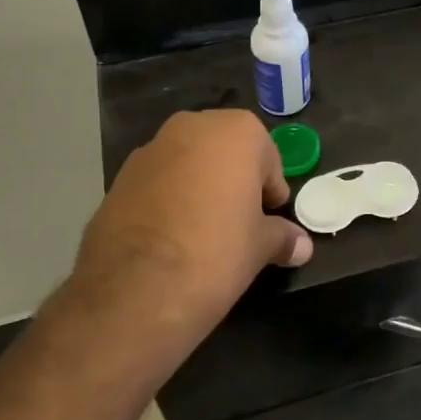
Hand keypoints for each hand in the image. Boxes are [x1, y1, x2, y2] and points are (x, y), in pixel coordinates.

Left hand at [68, 111, 311, 350]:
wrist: (133, 291)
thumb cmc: (215, 253)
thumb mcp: (260, 248)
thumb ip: (282, 237)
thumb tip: (302, 245)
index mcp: (235, 132)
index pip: (267, 156)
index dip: (270, 189)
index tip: (268, 219)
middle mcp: (192, 127)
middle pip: (224, 150)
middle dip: (233, 180)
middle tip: (238, 222)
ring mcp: (149, 149)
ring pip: (188, 163)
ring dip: (198, 187)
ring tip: (201, 232)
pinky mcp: (118, 178)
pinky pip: (157, 182)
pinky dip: (167, 200)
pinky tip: (169, 238)